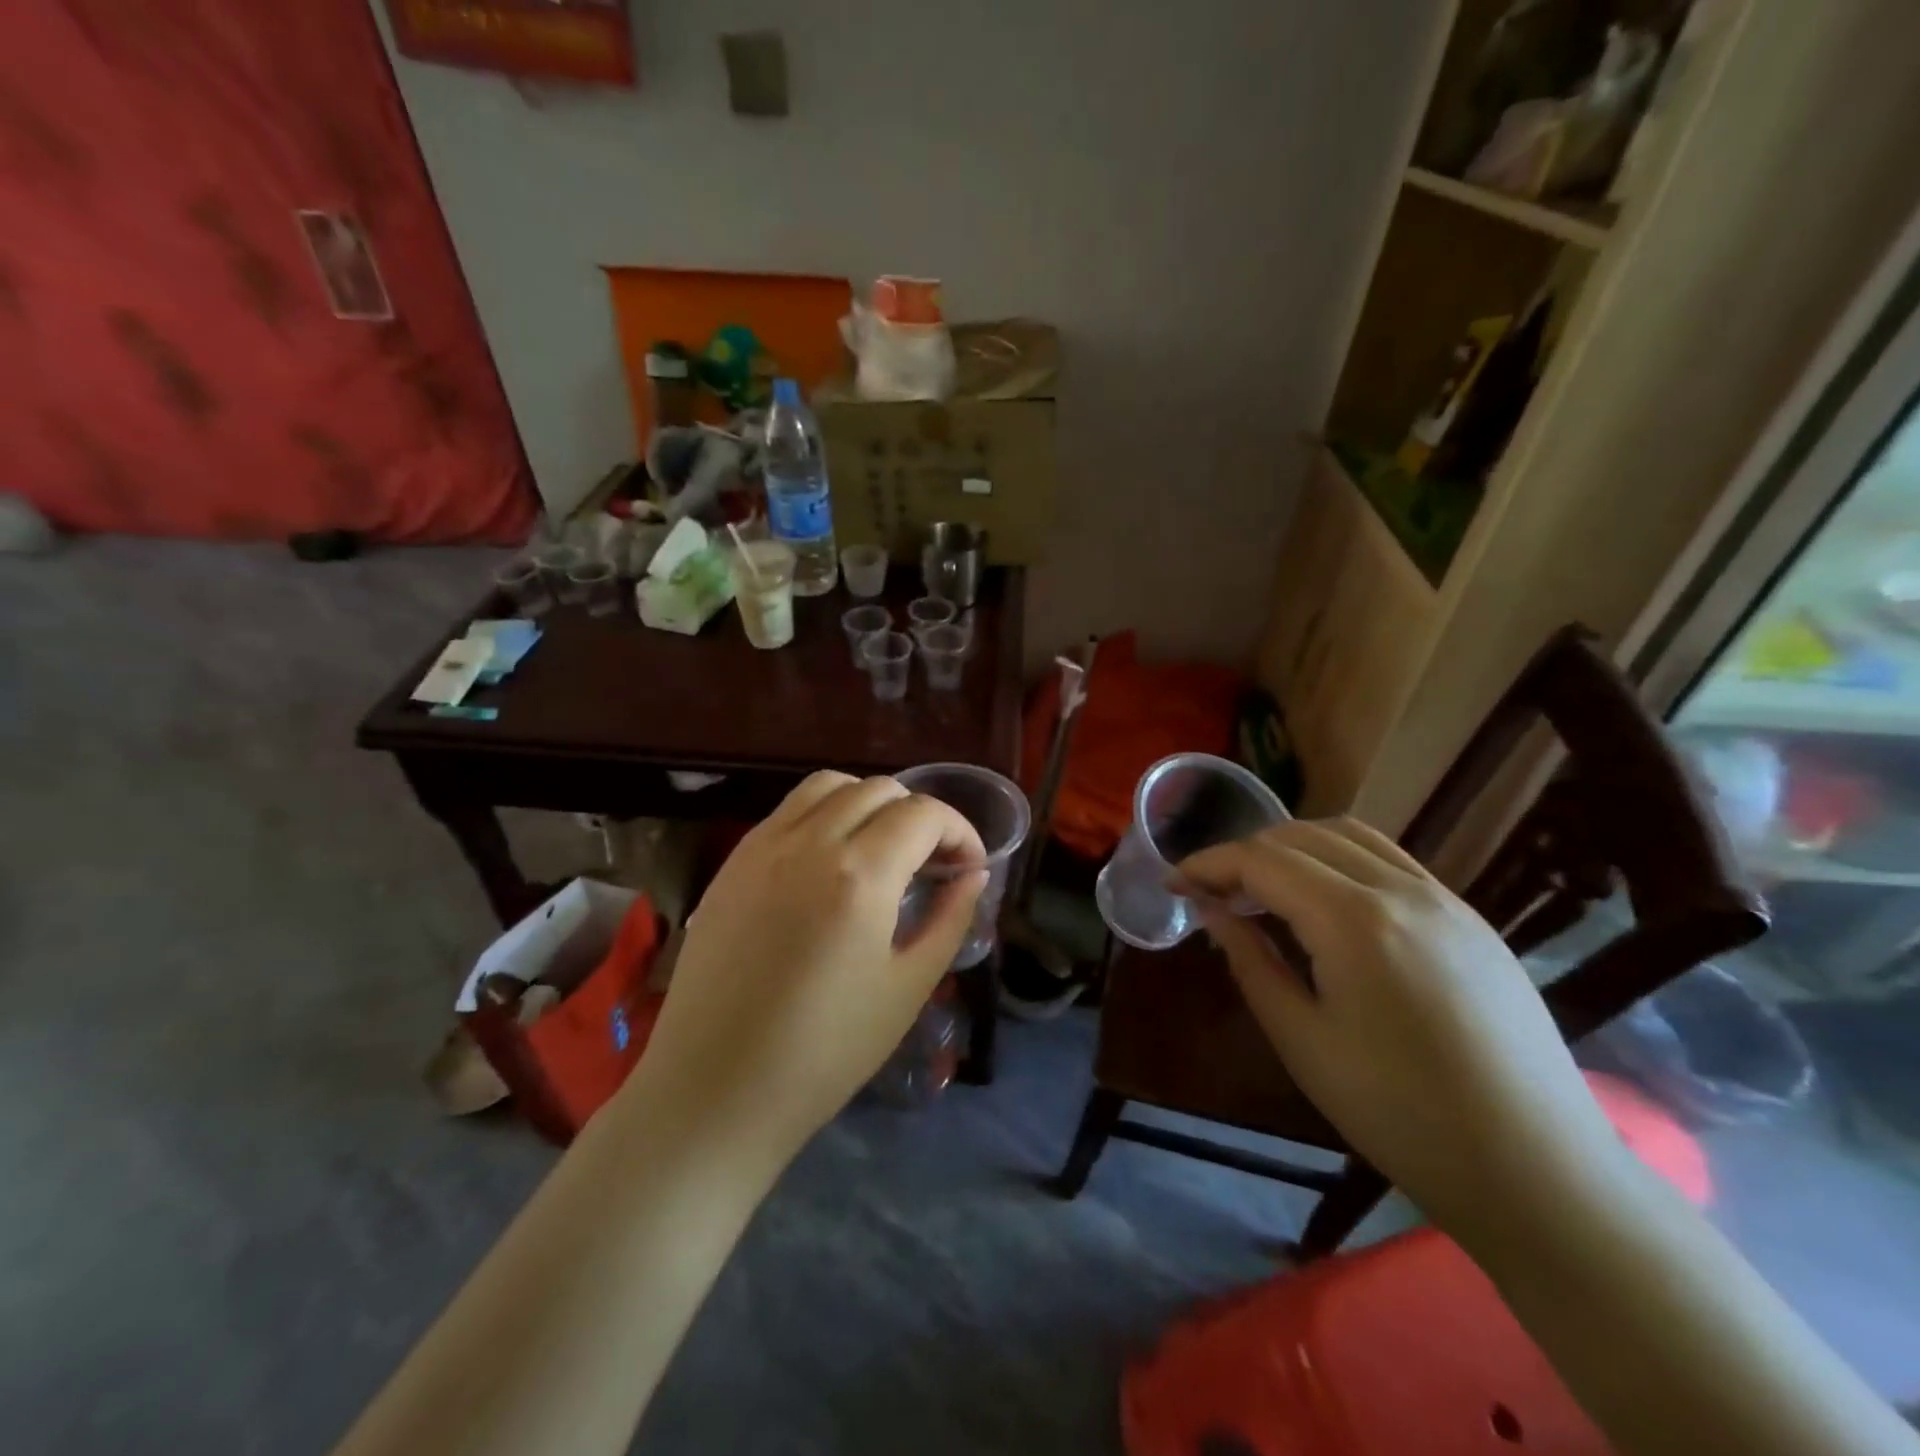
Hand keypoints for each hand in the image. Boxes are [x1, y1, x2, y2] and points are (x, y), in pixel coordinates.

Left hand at [627, 772, 986, 1163]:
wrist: (714, 1089)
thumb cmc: (824, 1052)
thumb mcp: (907, 988)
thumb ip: (949, 919)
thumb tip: (973, 875)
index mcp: (861, 876)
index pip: (924, 814)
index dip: (960, 831)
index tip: (969, 867)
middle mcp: (809, 842)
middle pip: (880, 789)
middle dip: (919, 815)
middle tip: (930, 862)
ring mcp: (762, 846)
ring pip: (829, 786)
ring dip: (868, 803)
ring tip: (880, 850)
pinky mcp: (733, 862)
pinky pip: (788, 811)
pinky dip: (824, 814)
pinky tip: (829, 863)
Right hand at [1179, 819, 1627, 1233]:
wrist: (1538, 1173)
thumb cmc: (1400, 1112)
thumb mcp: (1302, 1039)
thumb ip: (1250, 961)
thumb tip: (1211, 910)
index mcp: (1354, 920)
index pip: (1261, 860)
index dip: (1208, 864)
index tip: (1172, 884)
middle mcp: (1402, 890)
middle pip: (1301, 836)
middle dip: (1244, 853)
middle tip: (1210, 891)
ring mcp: (1445, 899)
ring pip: (1350, 836)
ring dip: (1292, 847)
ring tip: (1262, 887)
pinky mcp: (1470, 919)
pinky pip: (1390, 861)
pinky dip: (1340, 860)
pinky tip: (1326, 902)